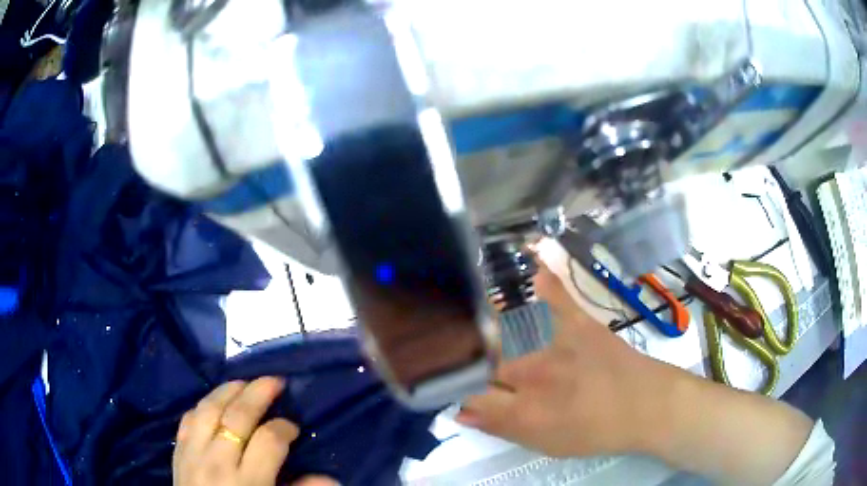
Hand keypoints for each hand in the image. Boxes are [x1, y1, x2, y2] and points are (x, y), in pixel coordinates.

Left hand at [173, 377, 336, 485]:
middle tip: (275, 381)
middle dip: (259, 393)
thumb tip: (330, 478)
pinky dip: (202, 405)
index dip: (284, 428)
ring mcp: (194, 453)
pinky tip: (214, 401)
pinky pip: (188, 419)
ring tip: (245, 382)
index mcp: (249, 481)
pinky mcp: (178, 452)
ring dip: (227, 391)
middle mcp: (219, 462)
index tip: (293, 427)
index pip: (269, 440)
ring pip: (209, 409)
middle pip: (238, 416)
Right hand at [459, 255, 813, 485]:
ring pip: (506, 340)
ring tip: (462, 321)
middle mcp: (533, 375)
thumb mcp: (547, 443)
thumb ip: (501, 427)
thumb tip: (459, 412)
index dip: (453, 389)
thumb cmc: (599, 431)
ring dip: (482, 334)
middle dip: (466, 366)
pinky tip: (530, 250)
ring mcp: (556, 346)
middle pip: (486, 368)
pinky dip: (544, 274)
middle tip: (453, 359)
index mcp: (524, 409)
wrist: (650, 407)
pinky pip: (557, 295)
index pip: (471, 395)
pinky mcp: (580, 325)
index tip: (442, 383)